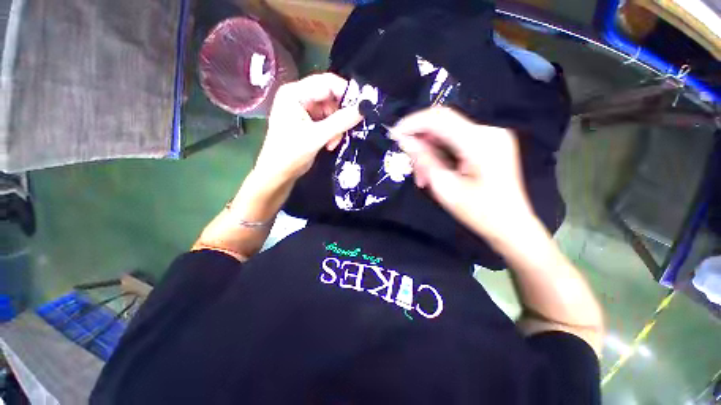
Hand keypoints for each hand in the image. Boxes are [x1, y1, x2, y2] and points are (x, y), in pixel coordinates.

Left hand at [253, 73, 361, 186]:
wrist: (278, 174)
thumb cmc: (291, 154)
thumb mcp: (317, 137)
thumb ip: (341, 121)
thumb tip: (364, 108)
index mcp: (294, 93)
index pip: (326, 83)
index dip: (346, 93)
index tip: (361, 108)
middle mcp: (298, 97)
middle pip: (330, 97)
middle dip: (340, 116)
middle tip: (345, 131)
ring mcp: (303, 110)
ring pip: (331, 111)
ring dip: (337, 128)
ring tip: (333, 143)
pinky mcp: (308, 122)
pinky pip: (327, 121)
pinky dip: (332, 132)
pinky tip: (329, 144)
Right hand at [390, 106, 535, 242]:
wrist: (511, 225)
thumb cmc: (479, 212)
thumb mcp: (445, 188)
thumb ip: (424, 160)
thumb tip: (405, 140)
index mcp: (480, 143)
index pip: (439, 119)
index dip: (413, 123)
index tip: (394, 134)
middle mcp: (489, 132)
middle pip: (443, 126)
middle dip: (421, 143)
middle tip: (411, 167)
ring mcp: (491, 136)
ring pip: (447, 134)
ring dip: (429, 152)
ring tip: (423, 177)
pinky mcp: (490, 143)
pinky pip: (456, 141)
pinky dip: (441, 154)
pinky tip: (435, 171)